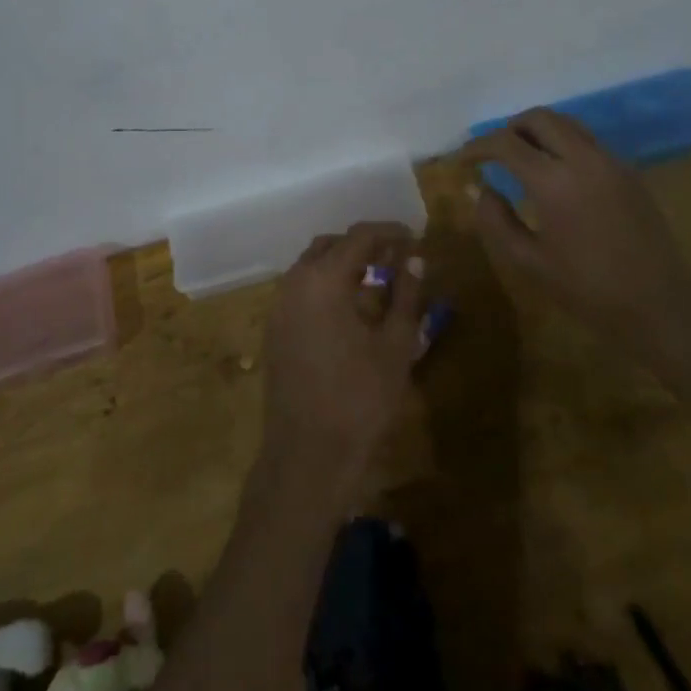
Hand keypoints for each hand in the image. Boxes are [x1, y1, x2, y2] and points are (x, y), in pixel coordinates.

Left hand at [256, 222, 423, 513]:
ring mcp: (280, 307)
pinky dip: (327, 285)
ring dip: (344, 264)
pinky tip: (352, 308)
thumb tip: (415, 260)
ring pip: (313, 266)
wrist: (308, 457)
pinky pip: (302, 290)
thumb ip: (406, 296)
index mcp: (323, 279)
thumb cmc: (360, 400)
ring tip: (378, 280)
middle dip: (365, 245)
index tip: (415, 238)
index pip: (360, 237)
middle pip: (332, 245)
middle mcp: (295, 283)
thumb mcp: (396, 346)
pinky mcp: (275, 330)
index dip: (390, 232)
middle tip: (397, 258)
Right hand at [461, 109, 680, 341]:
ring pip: (566, 123)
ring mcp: (610, 161)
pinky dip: (562, 143)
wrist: (662, 305)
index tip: (462, 159)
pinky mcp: (628, 170)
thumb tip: (480, 188)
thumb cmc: (589, 291)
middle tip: (492, 154)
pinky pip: (587, 140)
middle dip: (509, 129)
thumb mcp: (530, 263)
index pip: (506, 143)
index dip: (478, 146)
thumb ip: (496, 221)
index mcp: (554, 181)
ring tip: (521, 158)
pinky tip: (556, 174)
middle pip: (539, 118)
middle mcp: (583, 158)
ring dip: (538, 132)